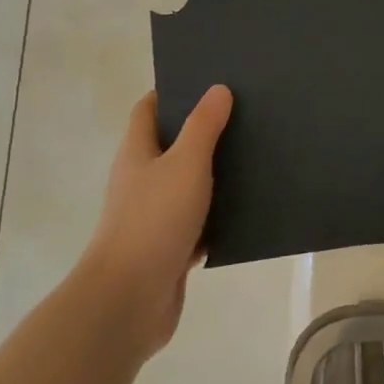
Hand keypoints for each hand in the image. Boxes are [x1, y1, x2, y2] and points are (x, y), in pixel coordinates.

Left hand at [80, 85, 232, 359]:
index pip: (148, 110)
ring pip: (187, 184)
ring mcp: (153, 216)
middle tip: (244, 115)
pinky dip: (218, 215)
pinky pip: (198, 222)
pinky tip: (249, 208)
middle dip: (202, 131)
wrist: (128, 301)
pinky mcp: (169, 248)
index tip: (208, 81)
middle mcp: (141, 180)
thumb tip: (218, 88)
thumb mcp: (185, 164)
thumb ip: (203, 126)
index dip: (172, 92)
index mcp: (137, 153)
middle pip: (170, 145)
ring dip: (214, 173)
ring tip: (255, 155)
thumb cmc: (154, 221)